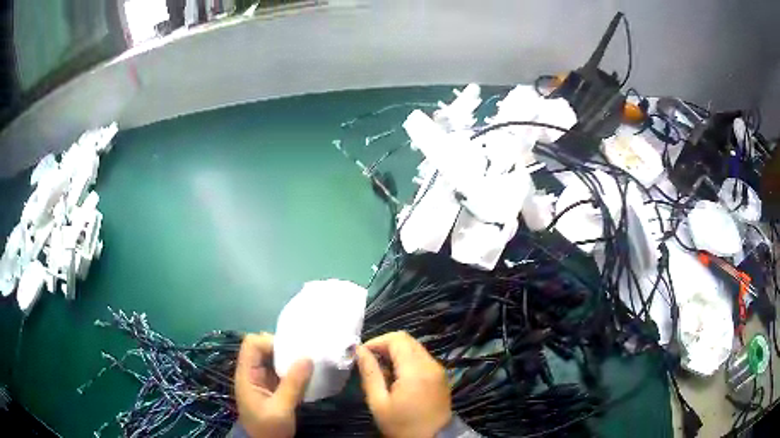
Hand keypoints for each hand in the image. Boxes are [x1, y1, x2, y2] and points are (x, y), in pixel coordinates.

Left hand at [234, 333, 312, 437]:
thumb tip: (308, 358)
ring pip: (272, 358)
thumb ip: (293, 384)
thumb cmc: (269, 428)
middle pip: (262, 347)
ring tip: (307, 363)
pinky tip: (305, 374)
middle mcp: (252, 373)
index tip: (292, 352)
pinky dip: (292, 369)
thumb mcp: (281, 409)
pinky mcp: (271, 387)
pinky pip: (280, 370)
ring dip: (289, 359)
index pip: (252, 344)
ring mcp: (261, 379)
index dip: (270, 343)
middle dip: (282, 348)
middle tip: (303, 355)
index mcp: (246, 374)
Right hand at [356, 331, 451, 437]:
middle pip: (407, 340)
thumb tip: (359, 350)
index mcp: (416, 369)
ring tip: (382, 373)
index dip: (377, 341)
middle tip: (370, 363)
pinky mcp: (441, 376)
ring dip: (396, 354)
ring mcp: (438, 369)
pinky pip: (422, 359)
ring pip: (415, 348)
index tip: (362, 354)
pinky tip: (397, 379)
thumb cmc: (402, 425)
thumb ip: (370, 373)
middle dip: (385, 346)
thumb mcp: (379, 403)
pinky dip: (407, 361)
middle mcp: (431, 364)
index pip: (397, 338)